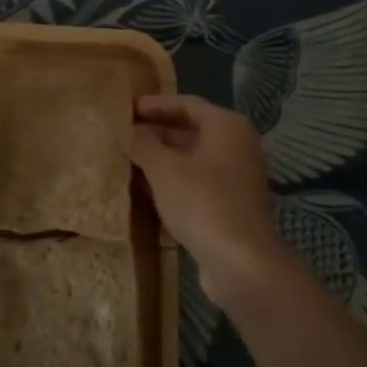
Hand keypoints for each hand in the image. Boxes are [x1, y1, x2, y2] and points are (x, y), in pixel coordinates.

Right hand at [129, 94, 290, 303]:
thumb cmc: (202, 202)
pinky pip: (199, 181)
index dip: (155, 105)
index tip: (127, 109)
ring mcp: (238, 176)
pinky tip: (149, 189)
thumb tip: (130, 131)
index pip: (187, 104)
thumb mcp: (164, 169)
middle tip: (125, 134)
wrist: (241, 262)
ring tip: (130, 160)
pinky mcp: (233, 203)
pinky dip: (175, 180)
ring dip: (165, 158)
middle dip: (158, 131)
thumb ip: (144, 145)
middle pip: (193, 129)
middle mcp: (238, 145)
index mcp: (227, 126)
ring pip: (195, 157)